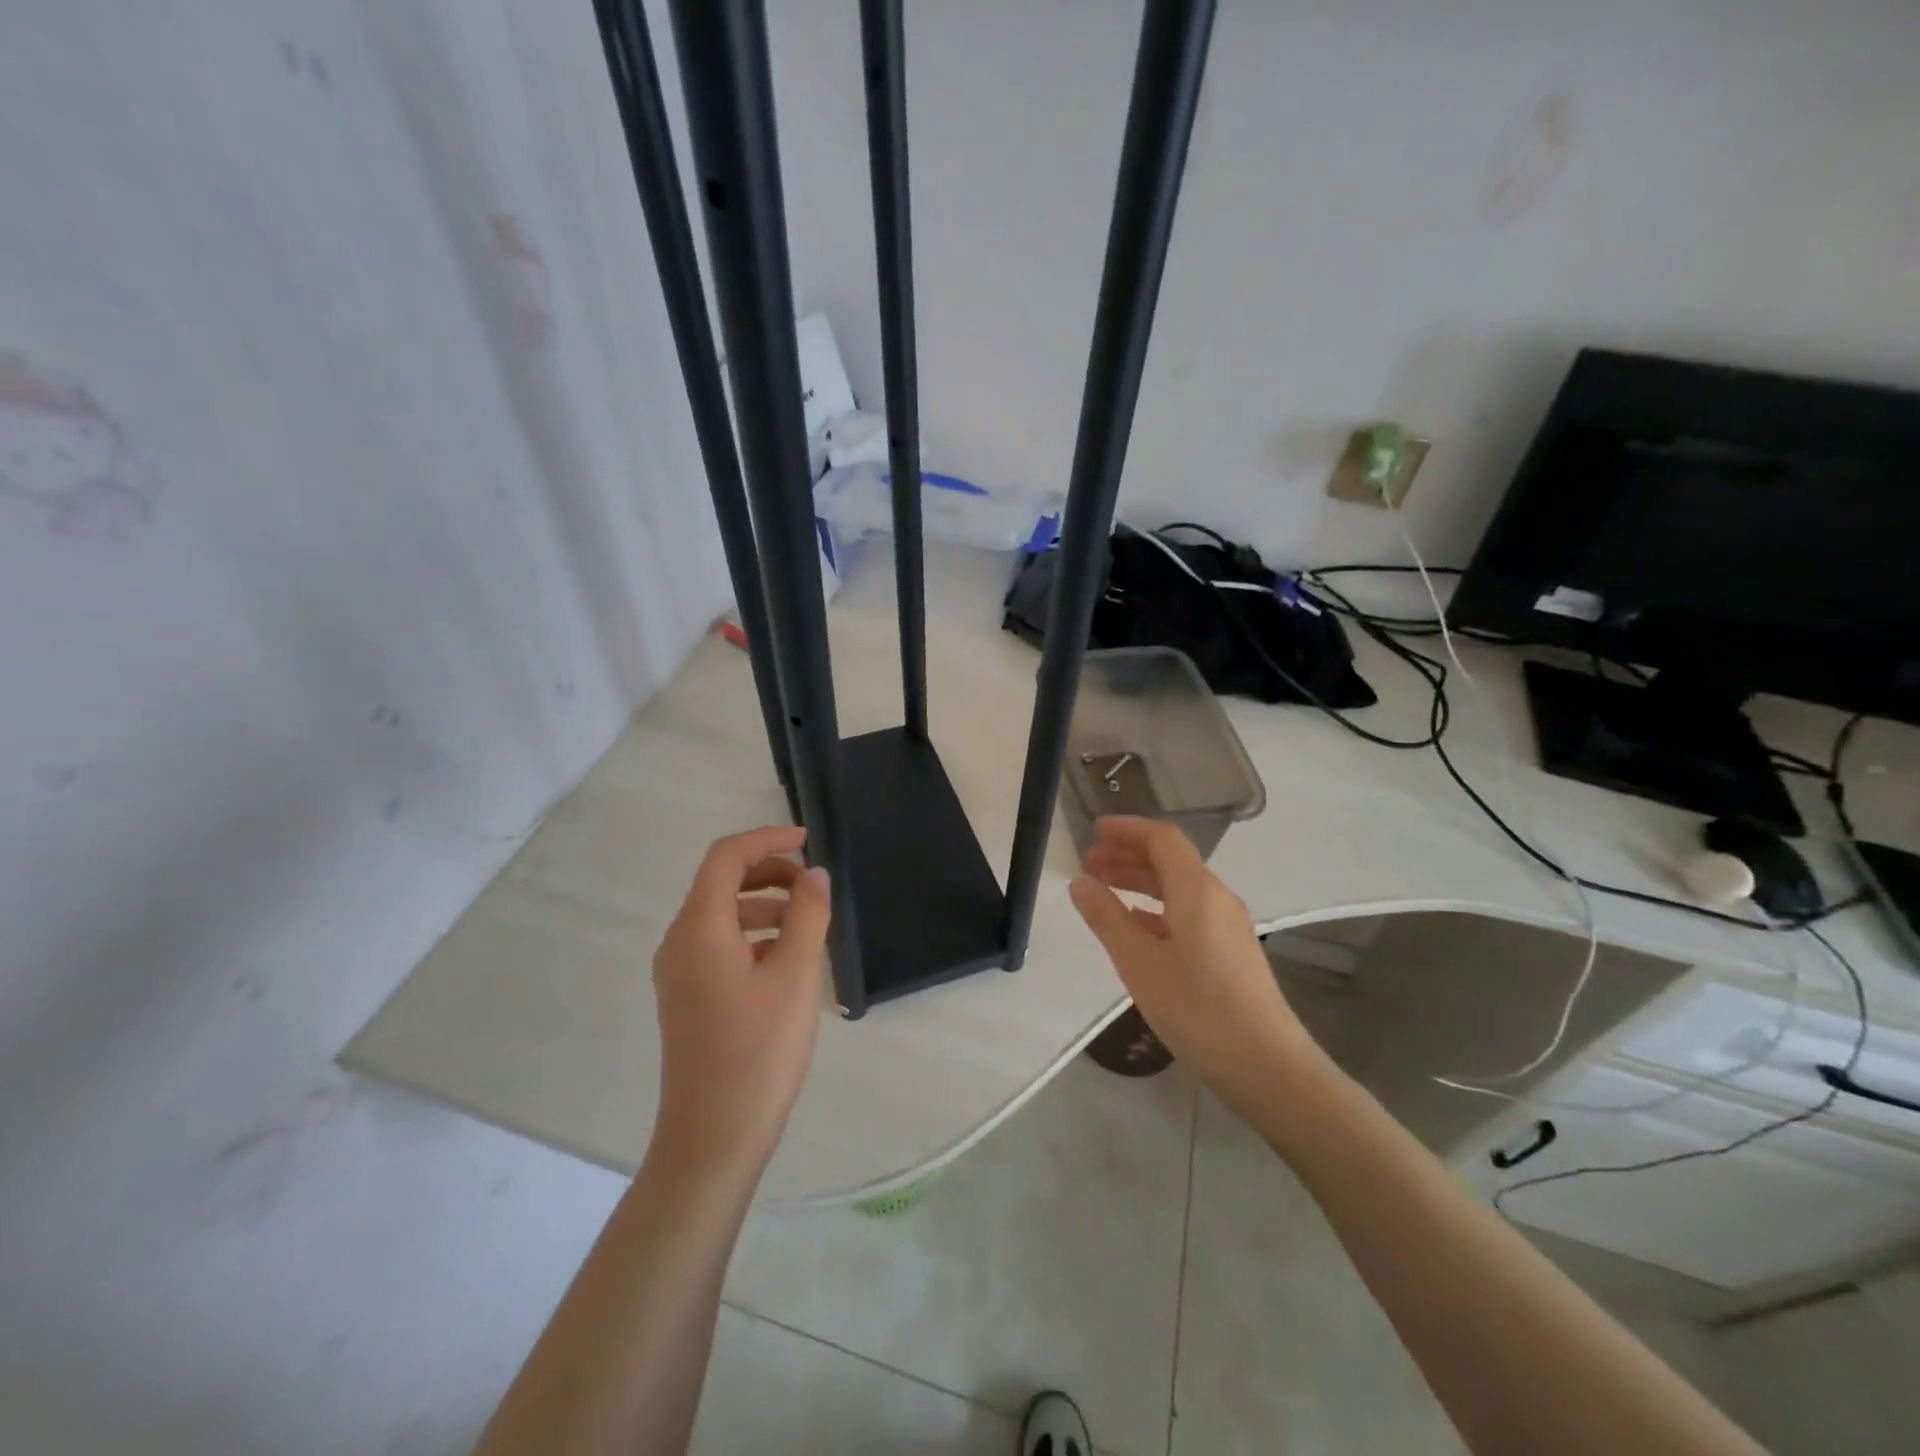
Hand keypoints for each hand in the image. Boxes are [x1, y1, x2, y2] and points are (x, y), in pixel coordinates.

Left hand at [650, 825, 831, 1181]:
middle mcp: (679, 943)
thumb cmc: (758, 1051)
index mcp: (698, 929)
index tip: (808, 841)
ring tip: (808, 928)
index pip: (725, 858)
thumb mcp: (795, 975)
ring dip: (764, 906)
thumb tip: (814, 874)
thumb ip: (807, 915)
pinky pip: (719, 946)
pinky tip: (787, 963)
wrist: (714, 1137)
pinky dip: (753, 937)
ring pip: (721, 916)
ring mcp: (679, 973)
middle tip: (813, 889)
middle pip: (720, 884)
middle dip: (768, 874)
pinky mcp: (688, 998)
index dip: (766, 839)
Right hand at [1071, 816, 1322, 1112]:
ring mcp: (1227, 926)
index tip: (1094, 830)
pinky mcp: (1231, 953)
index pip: (1162, 839)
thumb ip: (1107, 917)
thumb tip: (1080, 882)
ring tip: (1104, 889)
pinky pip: (1188, 913)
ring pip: (1179, 888)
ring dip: (1141, 882)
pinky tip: (1137, 928)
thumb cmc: (1197, 1008)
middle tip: (1089, 861)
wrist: (1267, 1066)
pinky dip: (1157, 909)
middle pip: (1171, 861)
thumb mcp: (1139, 962)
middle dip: (1128, 855)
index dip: (1127, 829)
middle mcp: (1216, 898)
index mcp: (1197, 890)